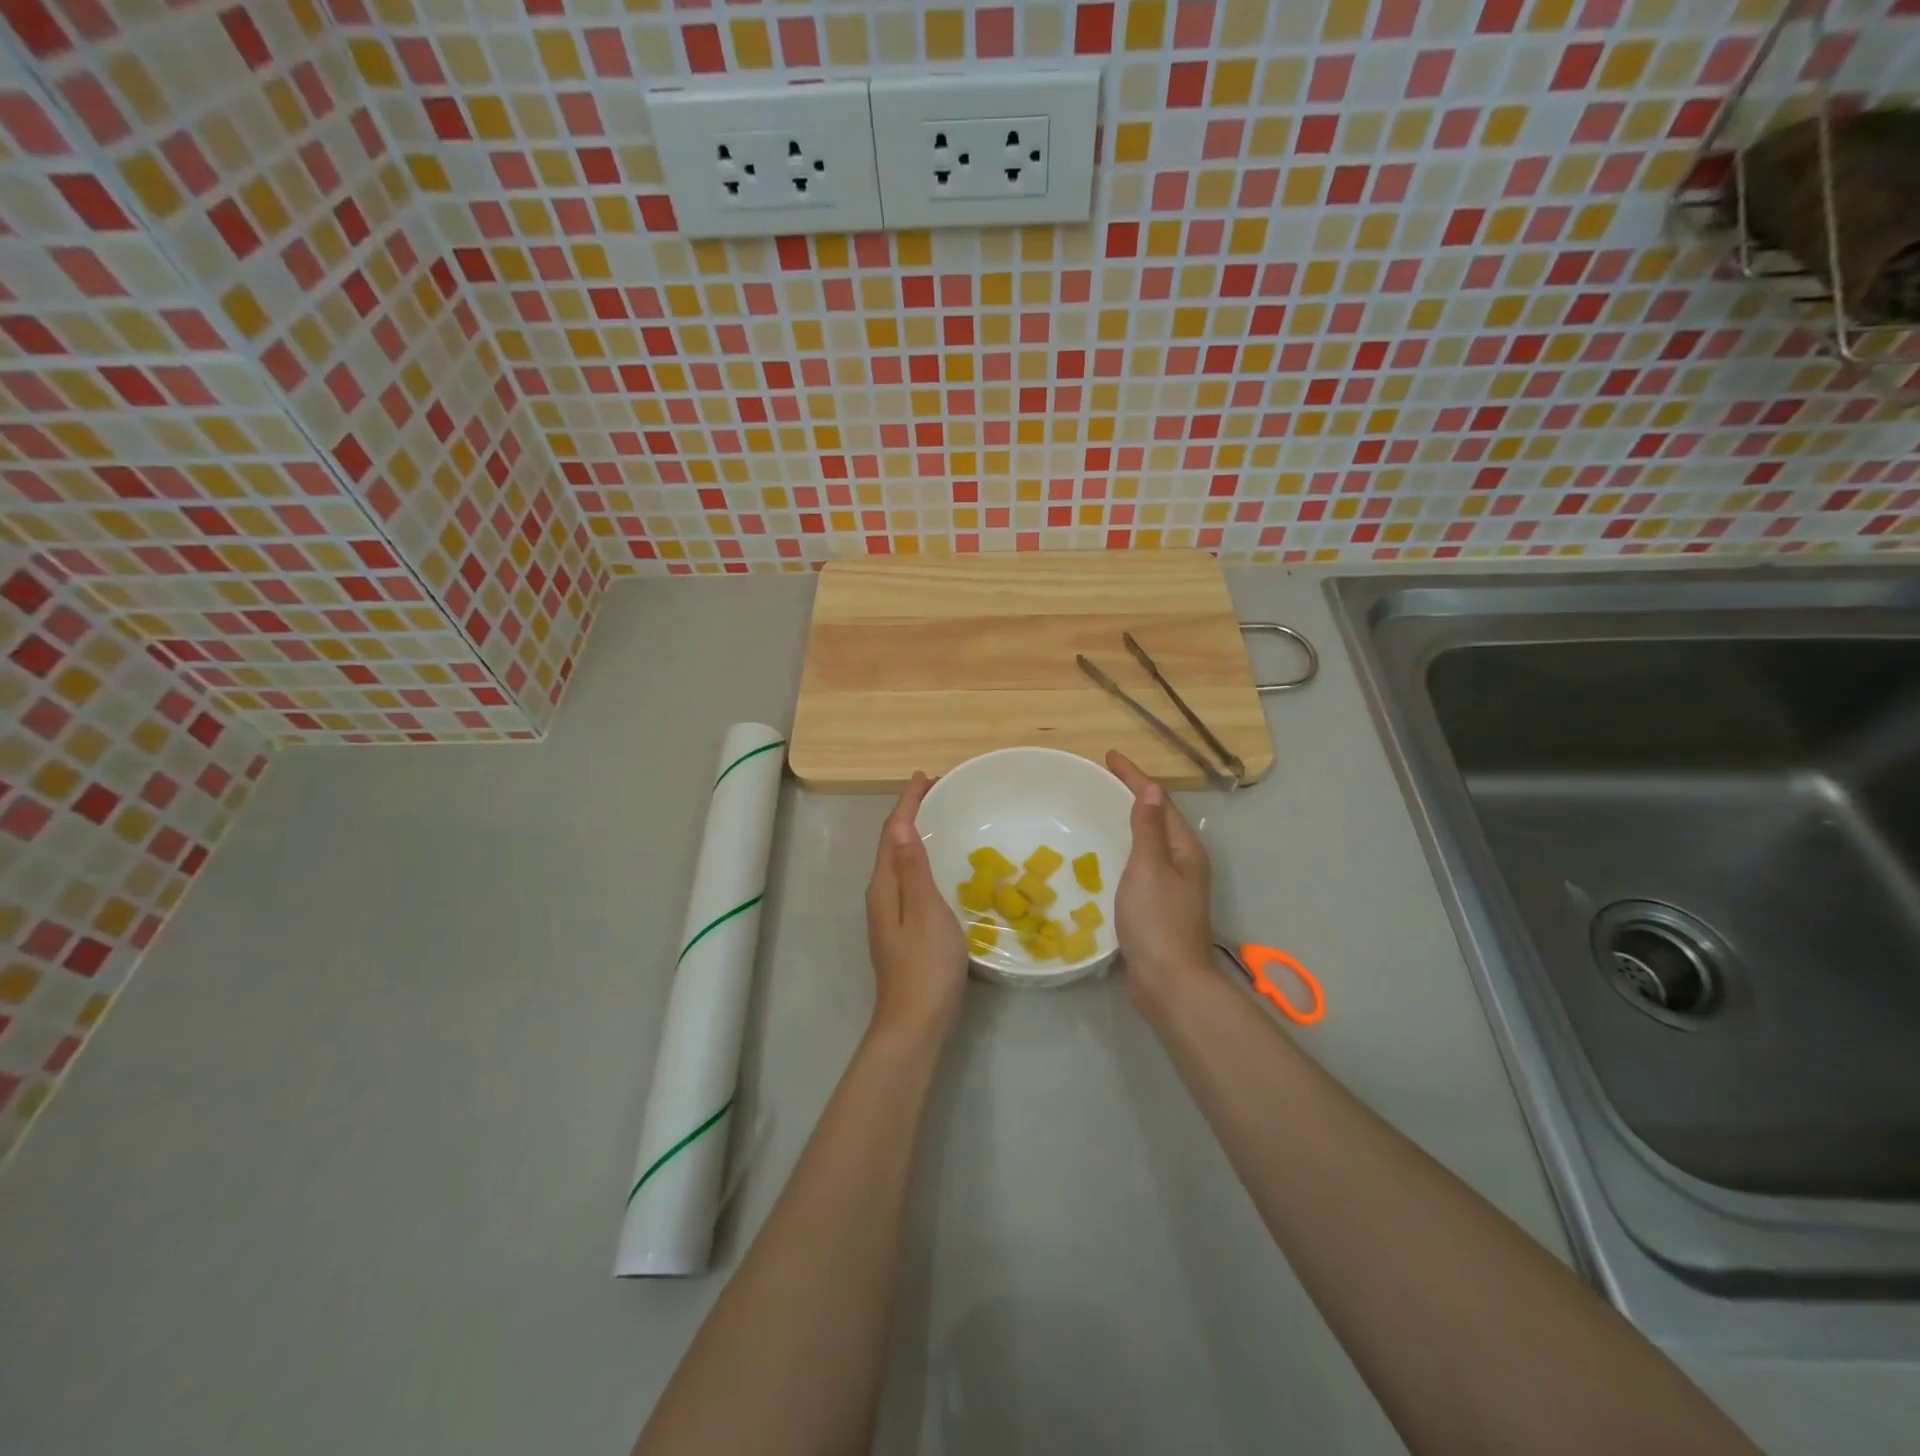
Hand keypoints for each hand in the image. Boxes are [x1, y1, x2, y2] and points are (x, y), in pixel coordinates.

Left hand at [865, 773, 968, 1041]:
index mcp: (884, 886)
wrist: (916, 1024)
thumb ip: (913, 869)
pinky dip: (921, 858)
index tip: (926, 776)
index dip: (907, 802)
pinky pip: (909, 878)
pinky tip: (939, 865)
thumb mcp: (925, 912)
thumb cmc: (925, 966)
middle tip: (939, 791)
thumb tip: (899, 826)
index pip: (891, 832)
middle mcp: (882, 895)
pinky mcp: (902, 929)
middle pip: (891, 843)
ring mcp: (890, 914)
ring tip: (940, 817)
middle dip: (910, 813)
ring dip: (915, 834)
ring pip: (899, 861)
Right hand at [1106, 751, 1214, 1001]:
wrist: (1169, 982)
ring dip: (1128, 822)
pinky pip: (1140, 865)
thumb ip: (1149, 828)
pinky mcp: (1158, 907)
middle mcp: (1184, 864)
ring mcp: (1172, 887)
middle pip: (1158, 819)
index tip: (1110, 756)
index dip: (1134, 777)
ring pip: (1149, 843)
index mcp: (1185, 850)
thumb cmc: (1157, 920)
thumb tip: (1152, 789)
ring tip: (1102, 809)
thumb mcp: (1150, 867)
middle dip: (1133, 795)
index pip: (1159, 801)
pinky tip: (1105, 856)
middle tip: (1103, 779)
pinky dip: (1124, 850)